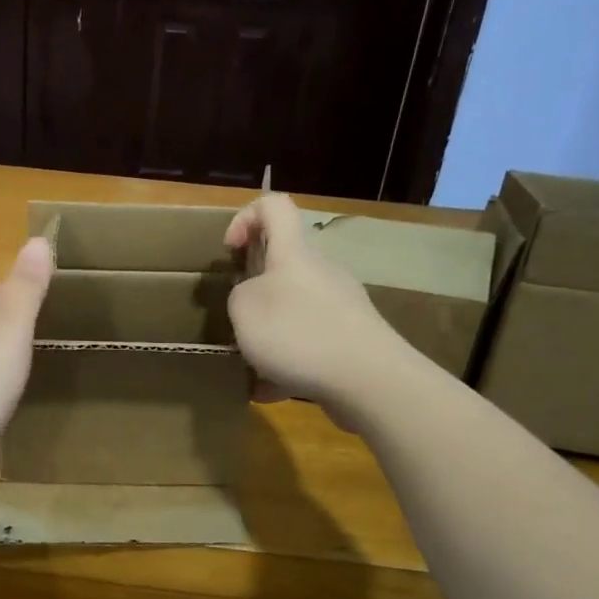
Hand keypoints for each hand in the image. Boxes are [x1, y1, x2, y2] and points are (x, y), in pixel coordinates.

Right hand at [224, 194, 409, 417]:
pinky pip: (309, 345)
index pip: (274, 206)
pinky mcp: (350, 340)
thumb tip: (251, 298)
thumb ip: (239, 296)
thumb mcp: (244, 309)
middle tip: (235, 318)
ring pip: (294, 309)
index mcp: (293, 253)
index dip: (245, 217)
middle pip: (283, 263)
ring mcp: (339, 306)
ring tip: (250, 365)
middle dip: (253, 289)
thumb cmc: (298, 332)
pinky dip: (286, 364)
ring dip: (268, 333)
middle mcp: (320, 271)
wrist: (368, 379)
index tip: (230, 250)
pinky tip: (270, 391)